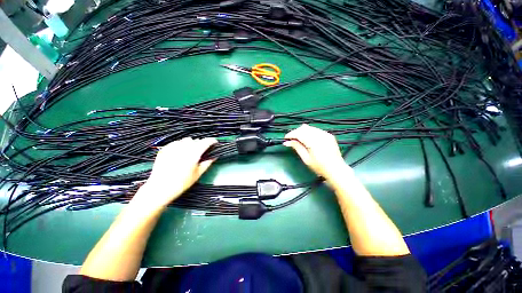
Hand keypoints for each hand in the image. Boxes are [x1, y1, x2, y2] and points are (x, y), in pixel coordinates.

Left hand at [133, 137, 216, 208]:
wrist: (160, 188)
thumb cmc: (182, 183)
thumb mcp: (198, 174)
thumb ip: (207, 163)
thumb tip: (214, 157)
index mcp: (194, 153)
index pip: (206, 142)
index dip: (212, 141)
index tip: (214, 142)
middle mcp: (184, 147)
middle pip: (196, 140)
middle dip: (201, 144)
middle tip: (202, 151)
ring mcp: (173, 147)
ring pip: (186, 140)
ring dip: (191, 144)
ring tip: (190, 152)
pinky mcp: (165, 149)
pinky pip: (176, 143)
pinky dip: (181, 146)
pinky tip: (180, 153)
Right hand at [284, 124, 351, 180]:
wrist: (336, 169)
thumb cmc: (319, 167)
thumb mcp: (306, 159)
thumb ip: (297, 147)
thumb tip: (287, 142)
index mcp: (314, 142)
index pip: (299, 133)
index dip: (291, 134)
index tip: (285, 138)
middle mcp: (320, 135)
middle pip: (304, 128)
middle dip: (296, 132)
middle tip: (291, 139)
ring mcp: (325, 134)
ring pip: (310, 128)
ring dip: (302, 131)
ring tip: (298, 139)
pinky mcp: (329, 135)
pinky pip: (316, 130)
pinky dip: (309, 132)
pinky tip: (308, 139)